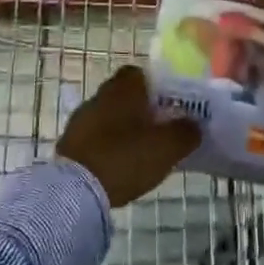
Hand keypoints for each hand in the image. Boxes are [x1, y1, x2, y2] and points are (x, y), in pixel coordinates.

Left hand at [57, 65, 200, 207]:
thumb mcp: (166, 148)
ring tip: (140, 151)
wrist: (74, 190)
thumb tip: (194, 124)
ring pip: (109, 116)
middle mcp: (100, 95)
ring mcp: (81, 119)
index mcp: (123, 88)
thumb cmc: (125, 158)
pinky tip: (118, 165)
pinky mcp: (70, 143)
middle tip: (159, 129)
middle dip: (140, 109)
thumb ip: (185, 132)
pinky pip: (95, 137)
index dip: (156, 86)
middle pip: (124, 95)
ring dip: (122, 128)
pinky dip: (107, 145)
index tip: (169, 105)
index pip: (140, 73)